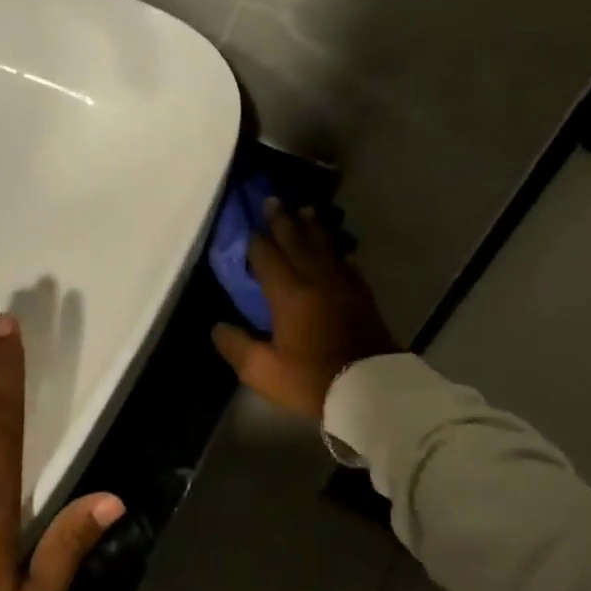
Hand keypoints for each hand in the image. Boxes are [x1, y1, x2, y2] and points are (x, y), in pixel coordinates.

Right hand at [212, 199, 401, 420]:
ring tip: (305, 211)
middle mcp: (315, 279)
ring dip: (312, 227)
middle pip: (297, 241)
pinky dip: (336, 251)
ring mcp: (342, 285)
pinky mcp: (361, 295)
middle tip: (274, 200)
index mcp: (288, 293)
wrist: (371, 389)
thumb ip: (238, 347)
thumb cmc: (313, 379)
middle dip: (283, 221)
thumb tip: (218, 327)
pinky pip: (346, 263)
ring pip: (324, 246)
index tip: (248, 224)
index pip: (267, 256)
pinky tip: (336, 250)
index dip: (256, 240)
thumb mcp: (264, 371)